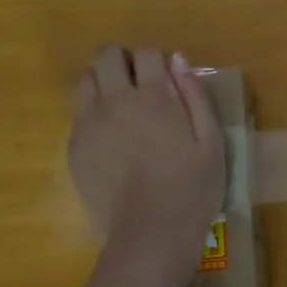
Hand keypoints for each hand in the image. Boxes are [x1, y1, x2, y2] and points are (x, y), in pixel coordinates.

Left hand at [69, 46, 224, 284]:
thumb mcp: (211, 140)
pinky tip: (112, 141)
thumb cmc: (192, 187)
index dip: (157, 61)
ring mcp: (89, 123)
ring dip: (102, 83)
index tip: (166, 81)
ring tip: (121, 109)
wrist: (151, 234)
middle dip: (123, 62)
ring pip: (85, 79)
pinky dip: (93, 114)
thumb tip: (178, 60)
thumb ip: (195, 95)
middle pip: (106, 55)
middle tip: (139, 87)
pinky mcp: (75, 147)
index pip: (146, 52)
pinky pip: (78, 114)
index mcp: (154, 96)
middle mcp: (115, 100)